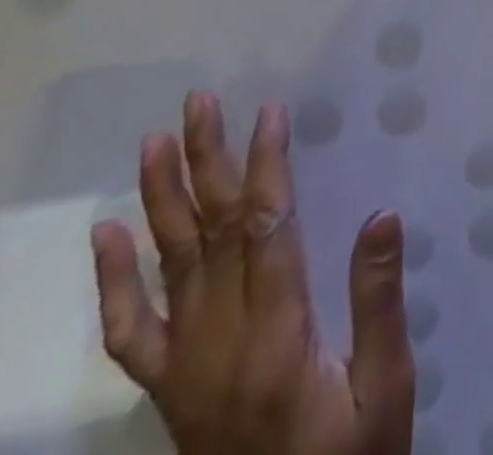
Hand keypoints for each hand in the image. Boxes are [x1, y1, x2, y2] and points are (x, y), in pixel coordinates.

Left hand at [90, 92, 414, 454]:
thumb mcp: (385, 387)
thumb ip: (378, 302)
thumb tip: (382, 215)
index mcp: (278, 335)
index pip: (267, 229)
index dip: (267, 165)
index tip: (269, 112)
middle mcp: (221, 342)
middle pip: (212, 233)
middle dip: (207, 161)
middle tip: (198, 104)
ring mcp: (185, 367)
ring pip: (170, 267)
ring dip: (160, 200)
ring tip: (154, 143)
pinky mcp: (169, 389)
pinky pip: (130, 333)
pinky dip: (113, 283)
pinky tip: (107, 236)